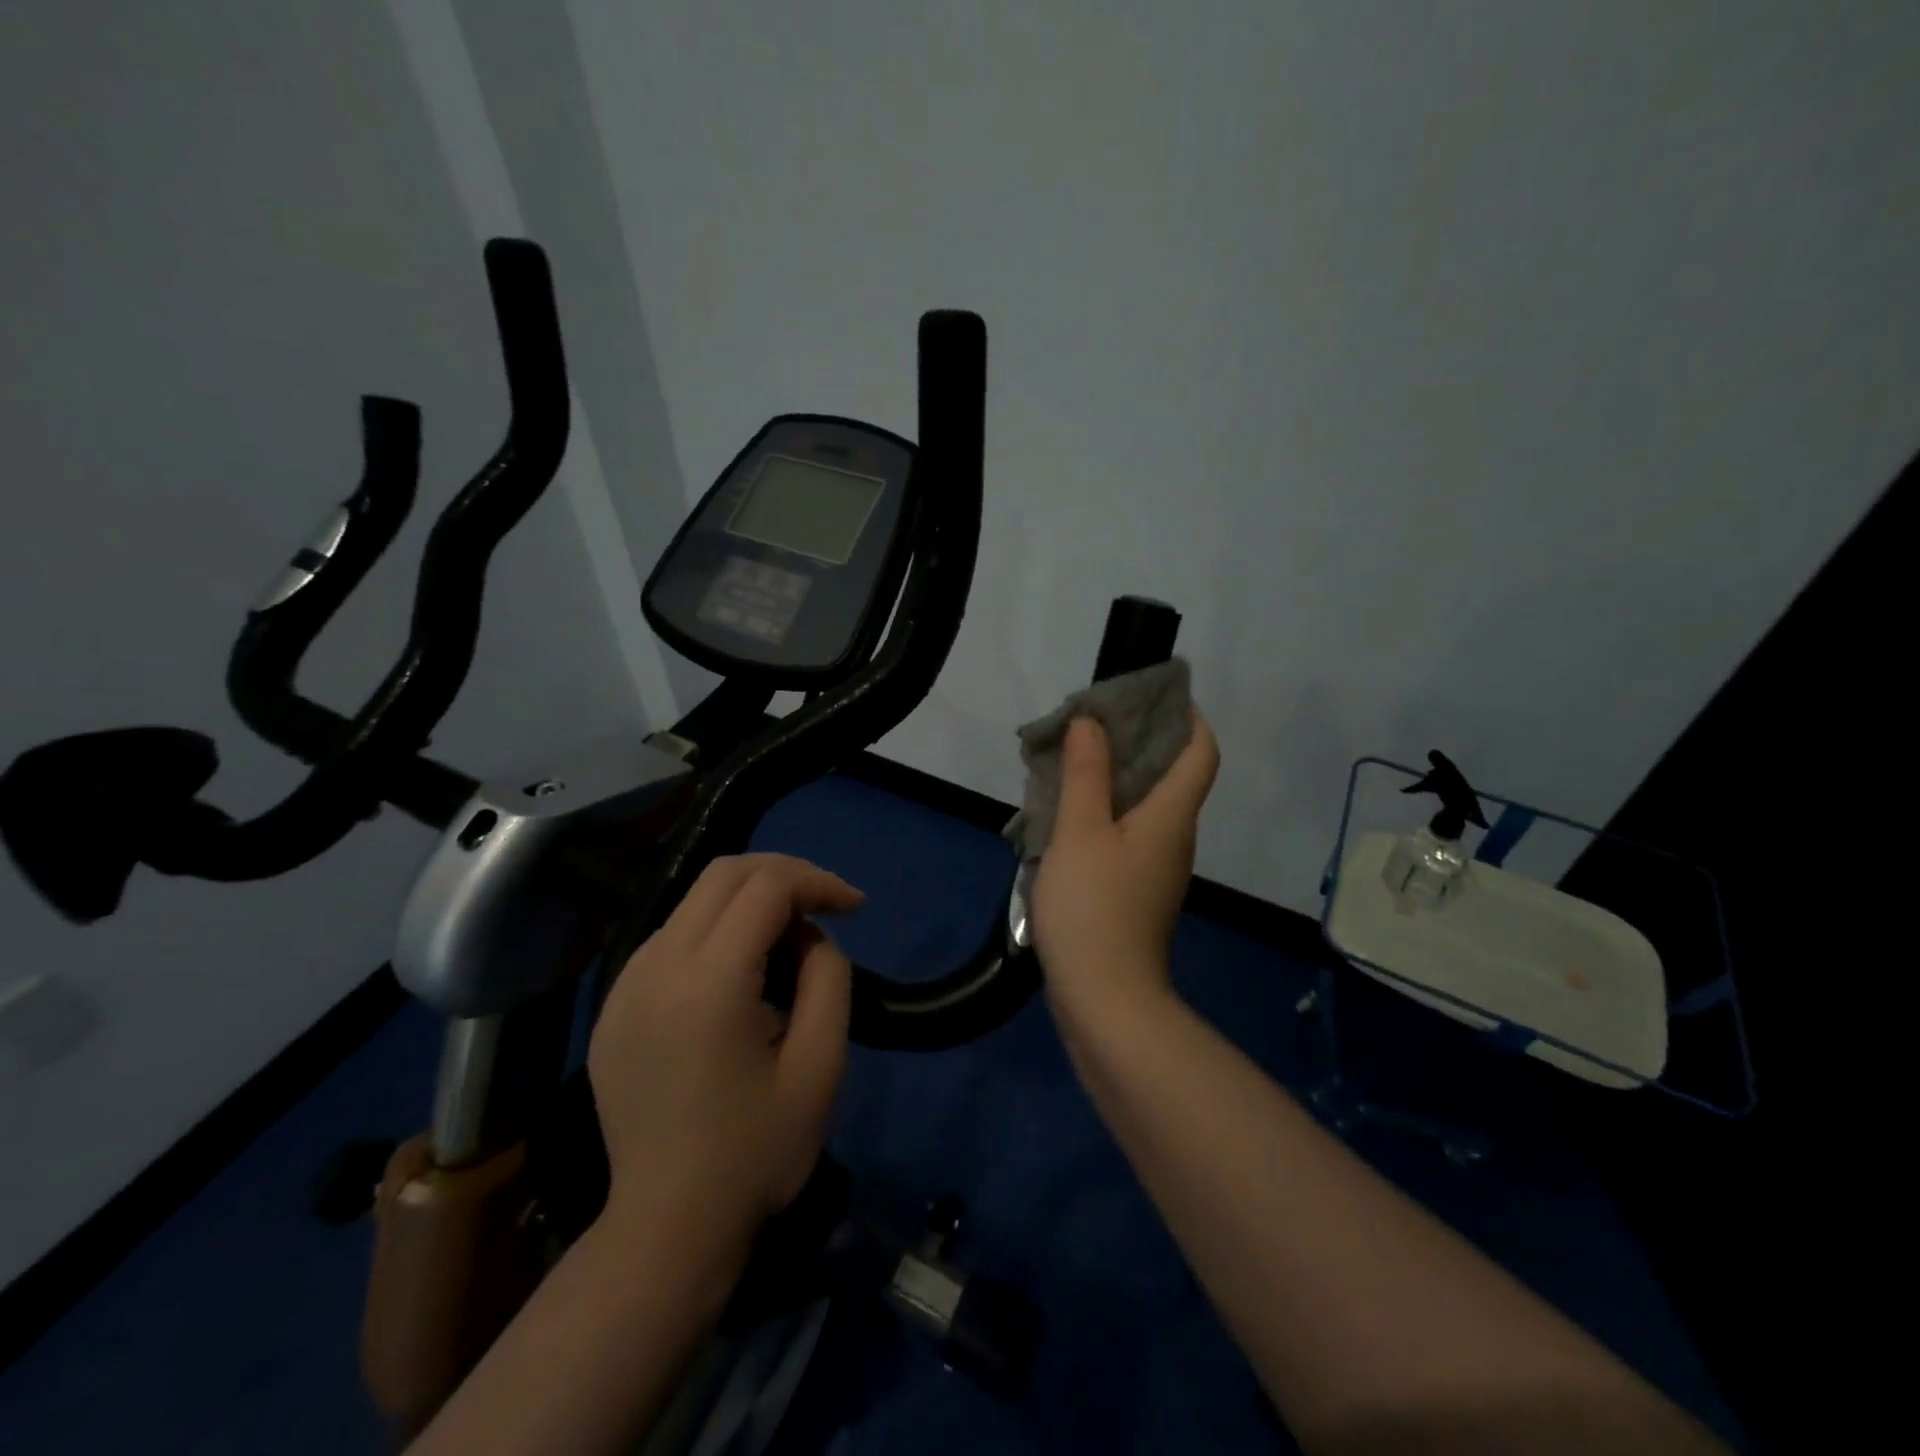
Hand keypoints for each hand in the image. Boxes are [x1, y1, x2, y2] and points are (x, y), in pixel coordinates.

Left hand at [587, 853, 862, 1272]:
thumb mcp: (821, 1066)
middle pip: (725, 873)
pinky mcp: (613, 1006)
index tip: (856, 908)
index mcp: (708, 983)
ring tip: (789, 945)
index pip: (767, 887)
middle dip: (786, 875)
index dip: (819, 882)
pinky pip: (672, 938)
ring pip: (695, 900)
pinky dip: (717, 930)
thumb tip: (810, 937)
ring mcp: (624, 985)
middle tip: (826, 908)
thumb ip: (829, 979)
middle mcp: (655, 968)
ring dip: (751, 902)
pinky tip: (741, 974)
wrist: (666, 1228)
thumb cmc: (755, 1153)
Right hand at [1031, 711, 1219, 1024]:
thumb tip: (1092, 722)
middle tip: (1091, 725)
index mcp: (1172, 815)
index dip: (1187, 717)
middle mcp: (1174, 837)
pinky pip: (1126, 835)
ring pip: (1144, 806)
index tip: (1152, 695)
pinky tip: (1067, 815)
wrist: (1105, 999)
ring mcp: (1156, 868)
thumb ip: (1086, 773)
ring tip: (1071, 763)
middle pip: (1172, 775)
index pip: (1201, 752)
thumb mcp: (1081, 831)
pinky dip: (1103, 813)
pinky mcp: (1135, 891)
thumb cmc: (1094, 906)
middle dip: (1138, 742)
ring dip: (1114, 779)